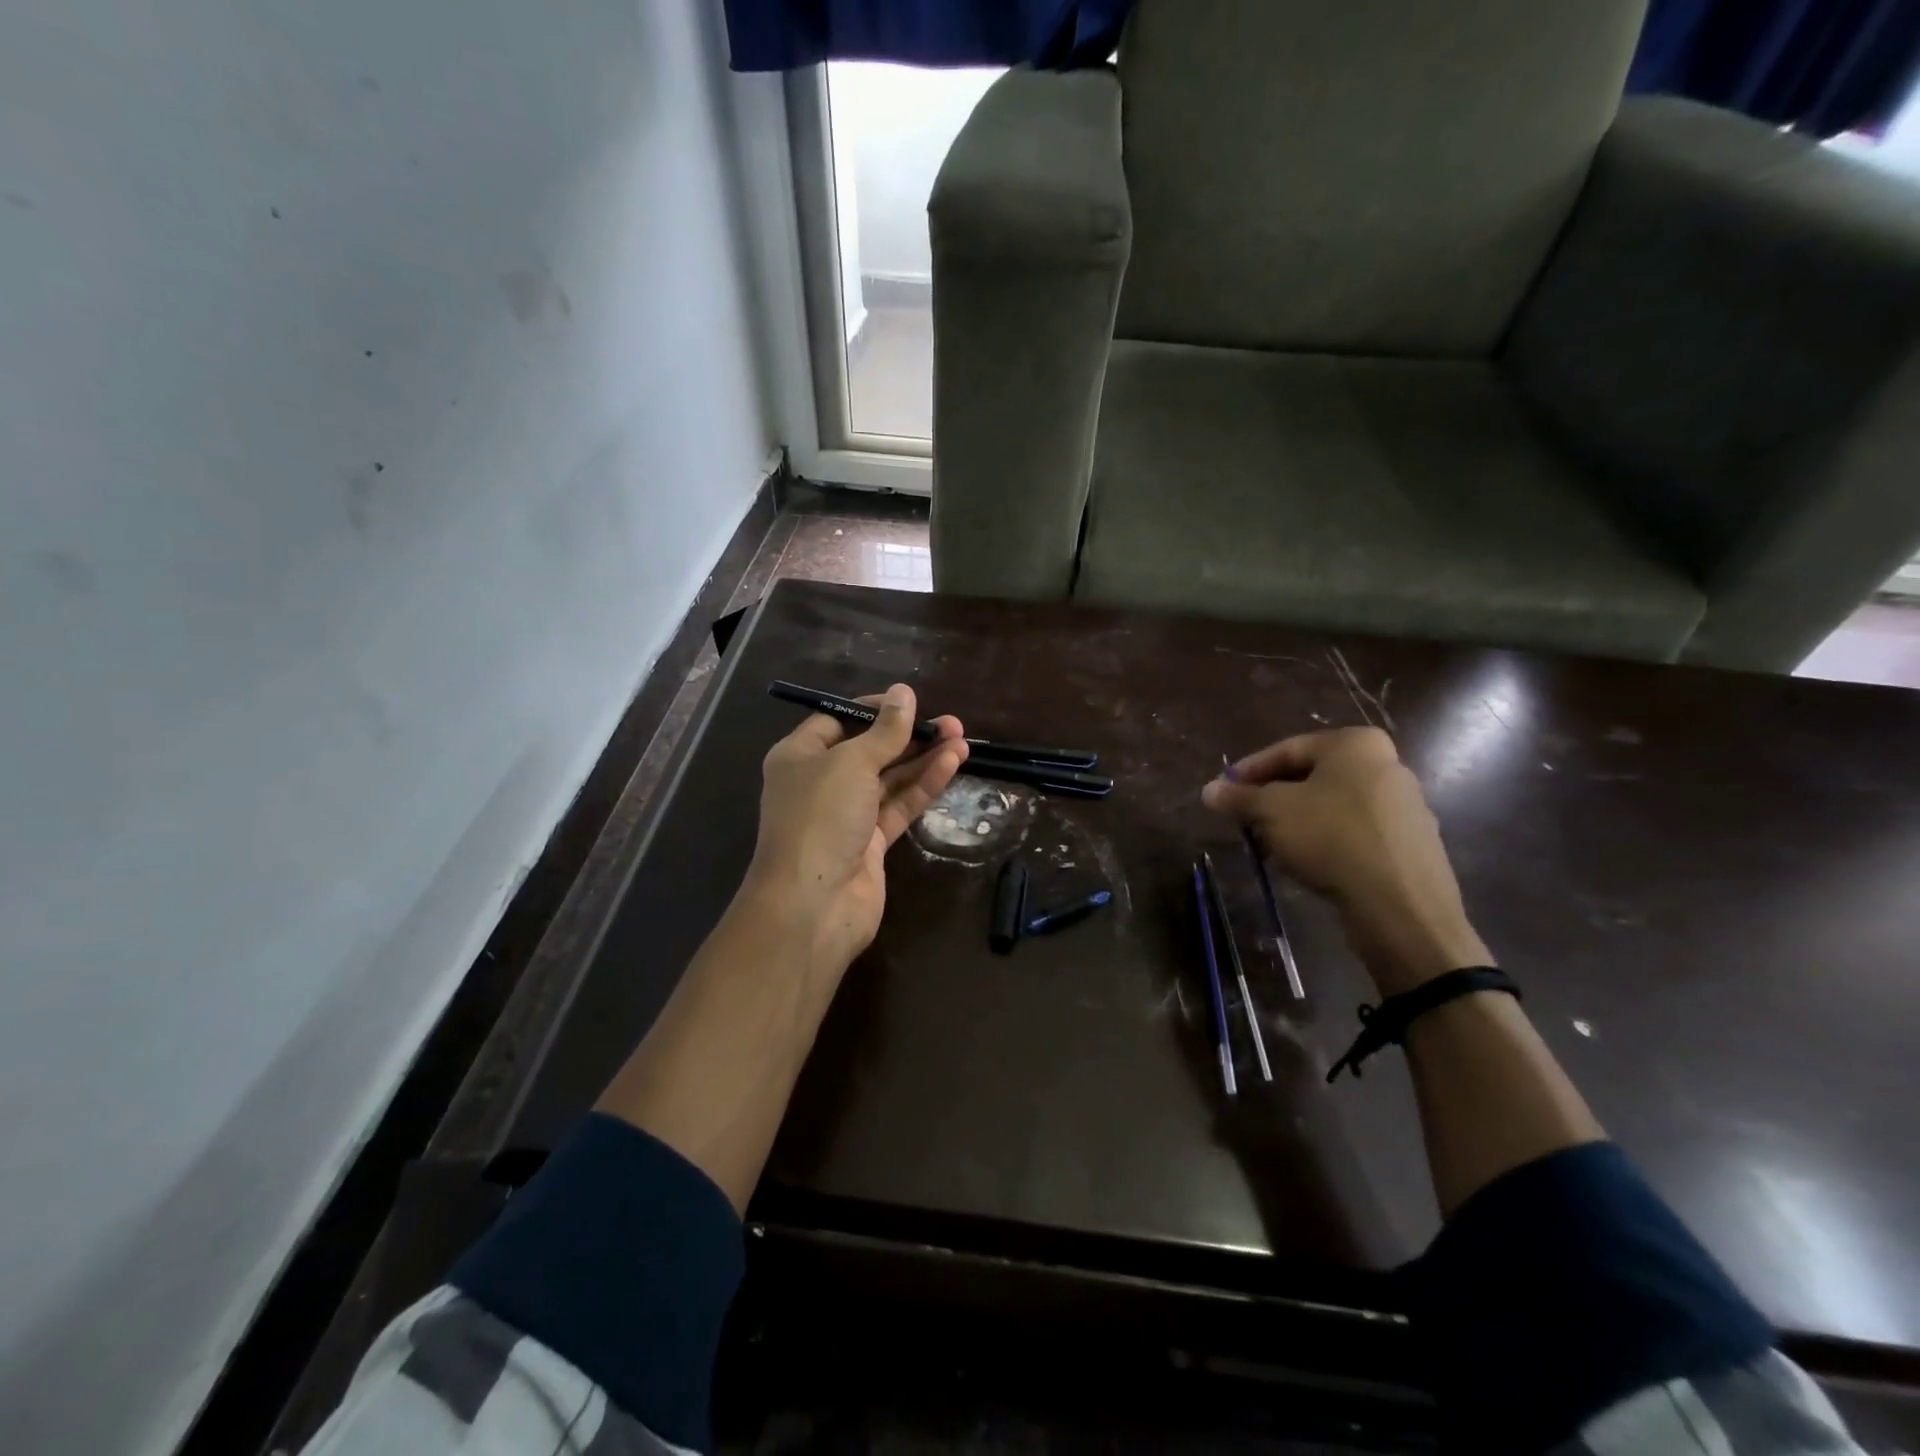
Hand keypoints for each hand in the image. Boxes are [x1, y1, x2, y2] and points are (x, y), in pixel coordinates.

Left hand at [741, 684, 966, 979]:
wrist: (813, 904)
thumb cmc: (821, 818)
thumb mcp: (852, 763)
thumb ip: (884, 731)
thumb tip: (904, 692)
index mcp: (800, 756)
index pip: (838, 721)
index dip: (873, 710)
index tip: (908, 702)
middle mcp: (821, 783)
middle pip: (869, 750)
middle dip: (908, 735)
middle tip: (950, 723)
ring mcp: (847, 815)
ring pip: (890, 779)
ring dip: (923, 759)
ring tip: (961, 739)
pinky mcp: (871, 842)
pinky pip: (900, 805)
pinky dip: (924, 785)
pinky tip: (952, 764)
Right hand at [1202, 728, 1489, 995]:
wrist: (1401, 905)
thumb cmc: (1331, 838)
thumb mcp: (1271, 812)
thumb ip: (1238, 797)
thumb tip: (1209, 790)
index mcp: (1355, 744)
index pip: (1287, 749)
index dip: (1248, 771)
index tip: (1223, 792)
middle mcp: (1386, 765)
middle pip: (1311, 777)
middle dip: (1272, 798)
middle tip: (1243, 819)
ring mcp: (1404, 806)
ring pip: (1332, 806)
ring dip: (1295, 822)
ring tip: (1268, 845)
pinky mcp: (1410, 844)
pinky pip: (1354, 832)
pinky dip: (1325, 840)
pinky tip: (1304, 863)